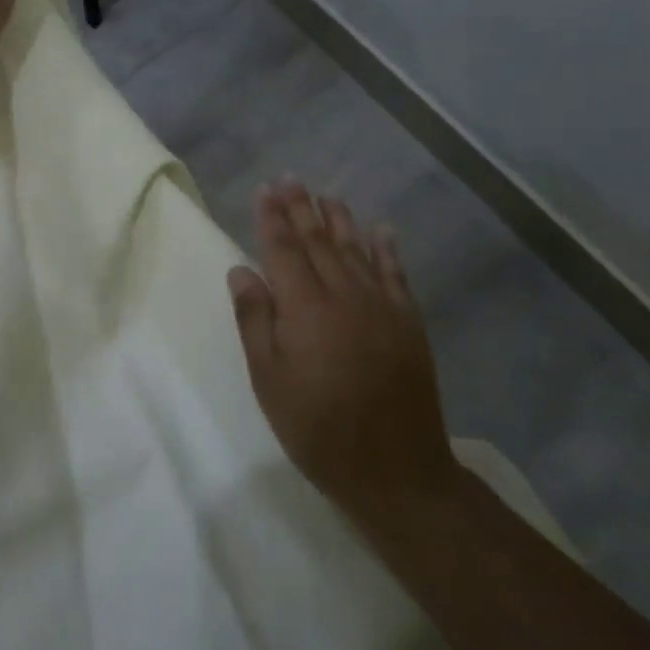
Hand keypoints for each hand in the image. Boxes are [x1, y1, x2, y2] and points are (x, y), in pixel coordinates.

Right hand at [229, 180, 457, 531]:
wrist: (395, 470)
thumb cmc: (318, 428)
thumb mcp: (269, 381)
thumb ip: (255, 320)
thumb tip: (241, 270)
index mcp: (305, 308)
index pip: (283, 249)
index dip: (272, 218)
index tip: (265, 190)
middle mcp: (344, 295)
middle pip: (319, 241)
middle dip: (302, 207)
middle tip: (290, 179)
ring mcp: (381, 306)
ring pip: (356, 249)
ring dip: (339, 219)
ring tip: (326, 195)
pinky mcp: (408, 322)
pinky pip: (396, 274)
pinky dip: (387, 248)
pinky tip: (382, 229)